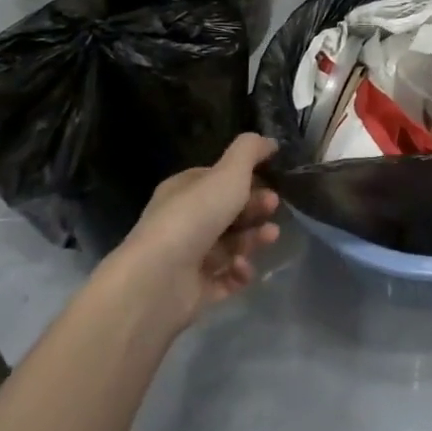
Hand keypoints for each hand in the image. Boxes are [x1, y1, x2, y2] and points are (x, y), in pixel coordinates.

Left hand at [108, 133, 281, 333]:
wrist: (158, 281)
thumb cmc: (194, 217)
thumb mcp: (228, 173)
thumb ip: (249, 151)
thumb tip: (268, 140)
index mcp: (184, 190)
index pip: (218, 180)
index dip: (246, 179)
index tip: (272, 180)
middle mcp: (183, 221)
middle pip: (227, 212)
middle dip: (254, 208)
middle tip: (274, 207)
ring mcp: (188, 258)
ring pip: (230, 245)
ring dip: (253, 239)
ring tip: (271, 237)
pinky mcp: (194, 290)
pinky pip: (224, 278)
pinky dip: (239, 272)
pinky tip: (245, 268)